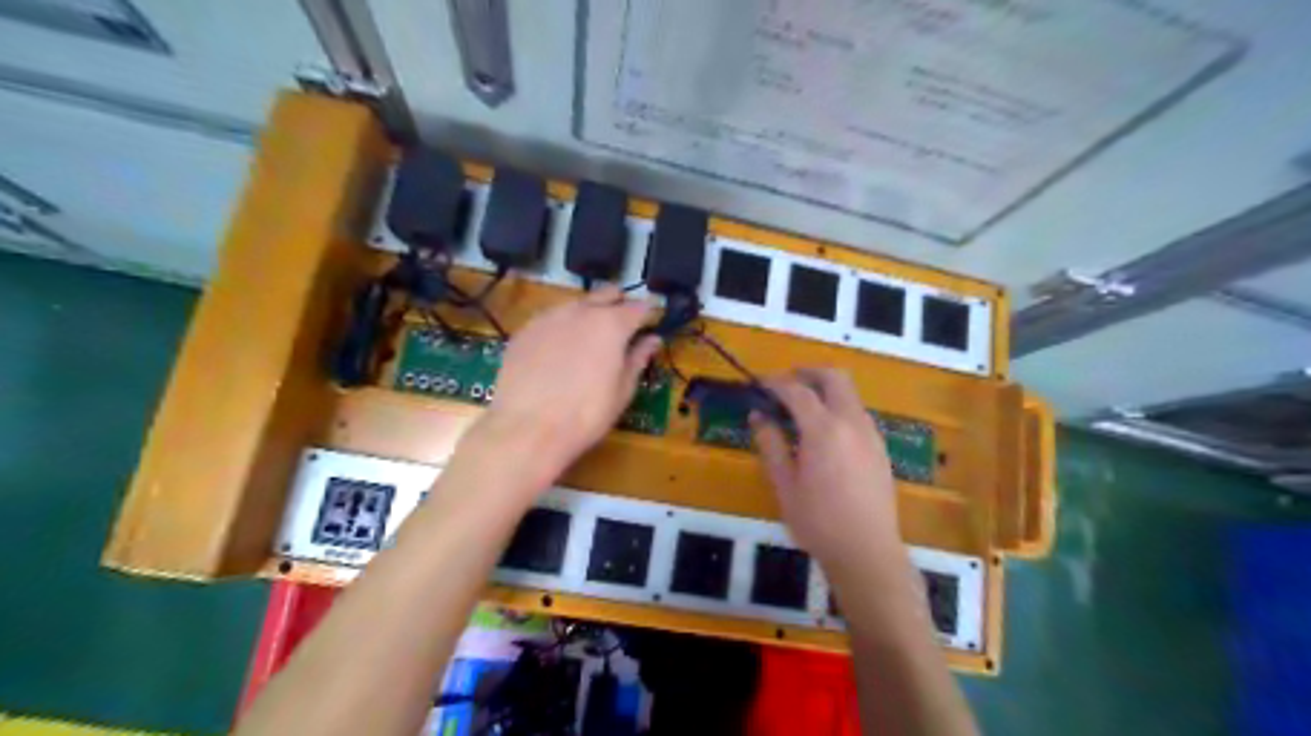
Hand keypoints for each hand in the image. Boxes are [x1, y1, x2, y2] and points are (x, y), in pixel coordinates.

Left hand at [478, 286, 659, 481]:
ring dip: (588, 314)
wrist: (527, 429)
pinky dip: (561, 328)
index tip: (650, 327)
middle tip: (621, 331)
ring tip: (587, 343)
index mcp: (612, 324)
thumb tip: (652, 340)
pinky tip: (557, 354)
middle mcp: (581, 310)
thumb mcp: (622, 391)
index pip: (639, 307)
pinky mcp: (524, 330)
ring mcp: (549, 317)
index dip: (648, 315)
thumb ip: (637, 359)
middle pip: (607, 293)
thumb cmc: (586, 415)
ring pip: (576, 304)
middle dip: (618, 305)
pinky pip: (551, 319)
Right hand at [755, 369, 907, 575]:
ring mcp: (871, 435)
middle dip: (808, 373)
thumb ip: (771, 444)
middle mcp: (852, 423)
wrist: (867, 552)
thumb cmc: (818, 522)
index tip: (758, 383)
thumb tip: (758, 416)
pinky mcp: (880, 449)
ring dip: (826, 390)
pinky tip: (824, 434)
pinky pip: (858, 414)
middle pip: (834, 378)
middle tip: (785, 384)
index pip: (798, 391)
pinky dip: (839, 408)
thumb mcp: (784, 484)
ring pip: (850, 394)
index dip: (775, 382)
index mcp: (825, 430)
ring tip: (801, 409)